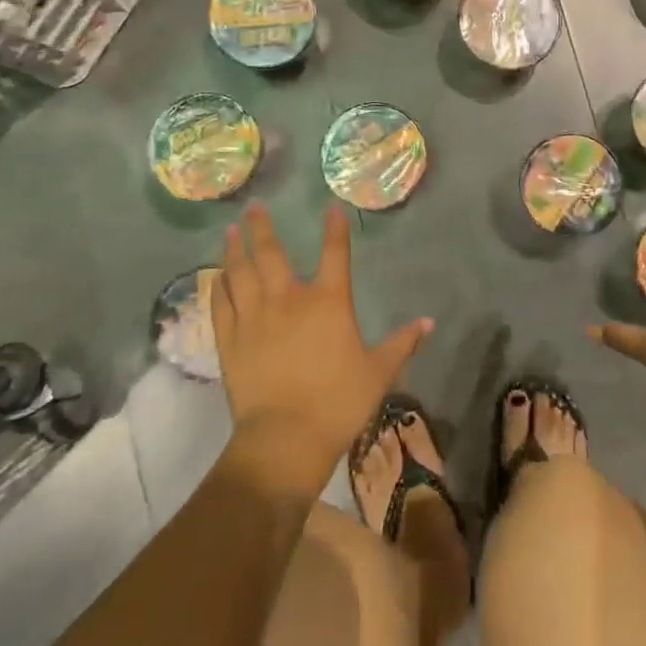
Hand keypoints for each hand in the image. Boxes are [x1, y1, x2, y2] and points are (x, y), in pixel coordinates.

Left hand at [212, 204, 431, 492]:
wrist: (286, 438)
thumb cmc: (339, 402)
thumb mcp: (379, 372)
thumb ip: (403, 343)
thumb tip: (429, 322)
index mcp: (329, 303)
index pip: (335, 254)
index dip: (335, 230)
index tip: (331, 209)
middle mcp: (289, 300)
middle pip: (272, 254)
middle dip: (262, 228)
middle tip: (254, 207)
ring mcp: (255, 318)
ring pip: (240, 273)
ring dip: (234, 249)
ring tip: (229, 231)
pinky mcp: (230, 341)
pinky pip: (221, 305)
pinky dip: (219, 287)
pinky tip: (216, 277)